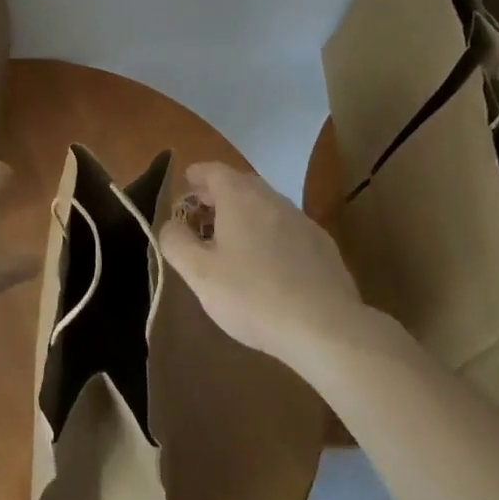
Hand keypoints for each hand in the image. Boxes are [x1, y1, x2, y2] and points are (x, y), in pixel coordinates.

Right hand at [158, 163, 379, 371]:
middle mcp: (272, 198)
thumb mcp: (199, 273)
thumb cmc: (253, 296)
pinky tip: (268, 267)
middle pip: (240, 184)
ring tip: (231, 245)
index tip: (184, 189)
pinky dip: (270, 236)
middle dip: (218, 196)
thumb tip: (171, 224)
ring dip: (245, 216)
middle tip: (201, 219)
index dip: (195, 177)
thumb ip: (175, 242)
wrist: (327, 329)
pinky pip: (287, 229)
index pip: (212, 170)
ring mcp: (302, 220)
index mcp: (240, 196)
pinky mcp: (323, 246)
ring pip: (265, 206)